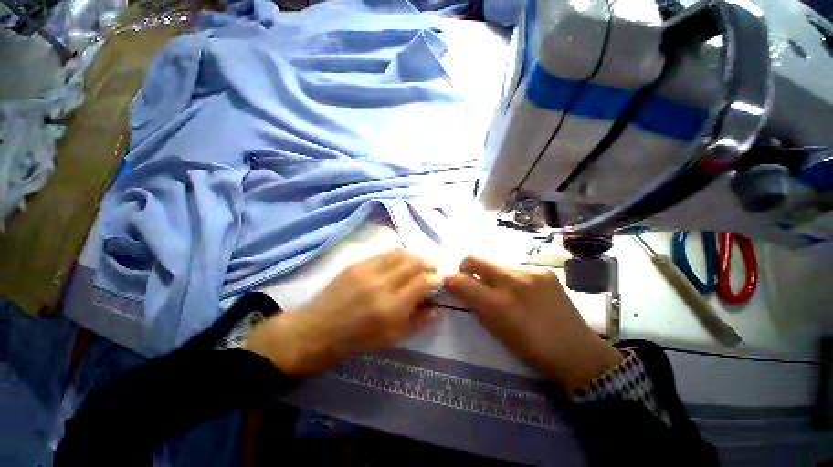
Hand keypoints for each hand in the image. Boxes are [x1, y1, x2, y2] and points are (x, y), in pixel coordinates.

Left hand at [246, 249, 440, 375]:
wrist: (317, 330)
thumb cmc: (357, 340)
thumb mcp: (392, 338)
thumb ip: (418, 321)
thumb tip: (437, 307)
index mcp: (391, 308)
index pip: (423, 282)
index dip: (435, 279)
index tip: (438, 281)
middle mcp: (382, 284)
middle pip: (415, 262)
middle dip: (429, 263)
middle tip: (431, 269)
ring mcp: (367, 270)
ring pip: (401, 253)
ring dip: (415, 256)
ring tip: (418, 263)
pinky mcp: (357, 264)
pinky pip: (385, 253)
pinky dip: (398, 255)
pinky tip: (399, 263)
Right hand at [444, 256, 621, 394]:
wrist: (576, 350)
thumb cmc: (530, 347)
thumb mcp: (496, 329)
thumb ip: (475, 303)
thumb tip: (458, 285)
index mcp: (499, 305)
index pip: (463, 281)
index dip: (451, 278)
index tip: (450, 280)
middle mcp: (513, 282)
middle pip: (476, 258)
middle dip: (465, 265)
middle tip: (467, 276)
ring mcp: (531, 272)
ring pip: (495, 261)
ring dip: (489, 271)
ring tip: (496, 286)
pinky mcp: (544, 270)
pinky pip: (515, 267)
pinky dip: (508, 275)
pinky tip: (518, 288)